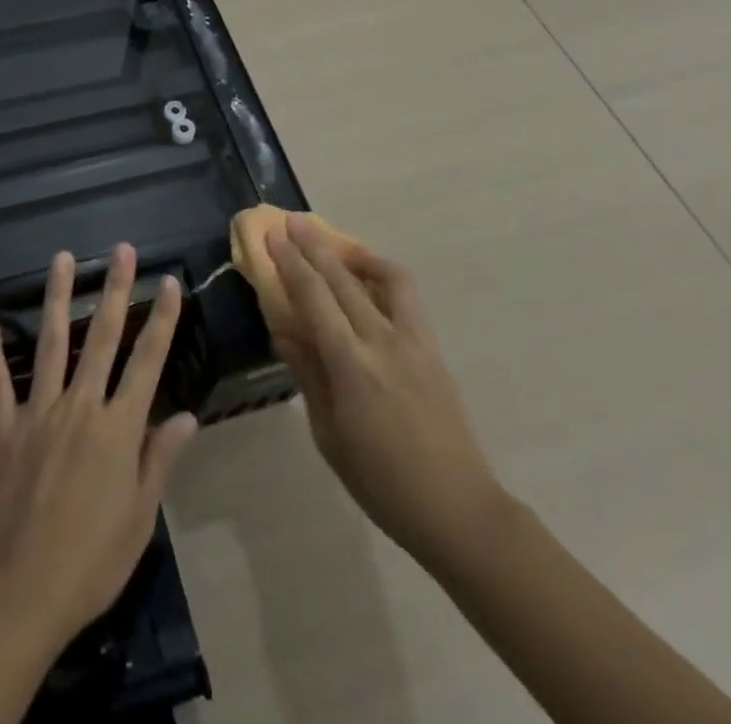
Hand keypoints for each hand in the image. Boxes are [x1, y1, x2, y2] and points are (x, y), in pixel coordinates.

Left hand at [0, 246, 196, 650]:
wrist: (23, 591)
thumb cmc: (92, 560)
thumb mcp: (139, 515)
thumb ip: (159, 458)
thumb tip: (186, 415)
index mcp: (119, 428)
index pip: (148, 361)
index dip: (161, 319)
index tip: (169, 281)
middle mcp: (81, 406)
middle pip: (102, 337)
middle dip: (114, 289)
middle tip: (121, 250)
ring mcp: (39, 412)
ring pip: (51, 343)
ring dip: (58, 298)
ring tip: (62, 259)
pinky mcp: (5, 428)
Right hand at [267, 215, 503, 567]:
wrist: (457, 508)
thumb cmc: (381, 481)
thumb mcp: (329, 435)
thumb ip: (308, 374)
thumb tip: (284, 330)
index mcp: (351, 365)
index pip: (313, 298)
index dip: (290, 263)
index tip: (273, 236)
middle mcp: (382, 341)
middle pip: (342, 279)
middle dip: (314, 247)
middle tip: (293, 222)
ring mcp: (414, 341)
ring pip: (385, 277)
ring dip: (356, 254)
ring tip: (336, 247)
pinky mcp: (433, 348)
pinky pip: (407, 297)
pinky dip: (385, 277)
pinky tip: (370, 281)